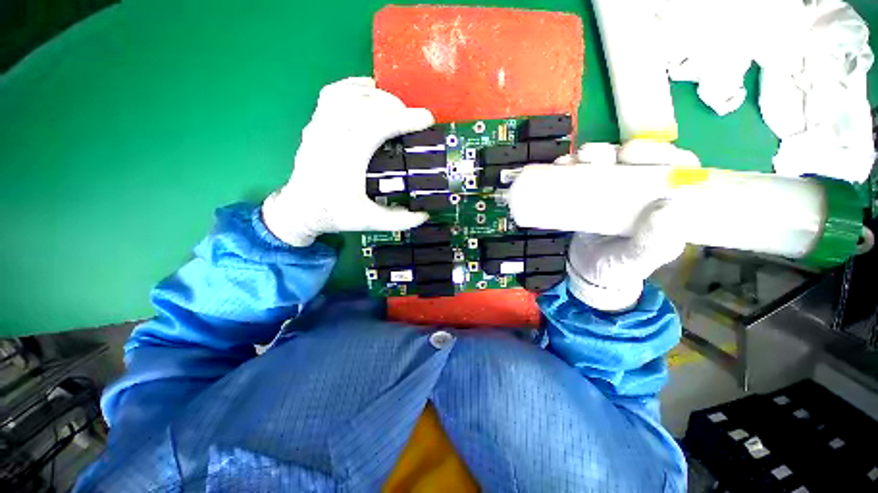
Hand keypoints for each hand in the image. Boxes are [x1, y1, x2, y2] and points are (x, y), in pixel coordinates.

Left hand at [262, 77, 433, 245]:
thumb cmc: (333, 214)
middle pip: (364, 104)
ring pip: (349, 94)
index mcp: (345, 158)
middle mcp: (331, 135)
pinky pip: (333, 93)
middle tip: (413, 120)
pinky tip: (368, 91)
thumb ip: (399, 220)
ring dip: (377, 96)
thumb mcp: (368, 222)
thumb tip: (425, 215)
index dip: (404, 120)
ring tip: (394, 107)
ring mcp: (320, 125)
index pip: (376, 126)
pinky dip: (353, 87)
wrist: (300, 209)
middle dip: (395, 106)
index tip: (427, 119)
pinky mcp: (316, 122)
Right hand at [560, 141, 697, 310]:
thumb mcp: (639, 260)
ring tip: (572, 161)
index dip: (657, 151)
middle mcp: (640, 188)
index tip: (632, 154)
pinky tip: (561, 165)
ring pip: (606, 161)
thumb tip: (667, 208)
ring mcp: (612, 189)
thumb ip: (653, 242)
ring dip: (590, 154)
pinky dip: (569, 166)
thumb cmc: (620, 268)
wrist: (588, 272)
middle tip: (593, 156)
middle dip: (615, 149)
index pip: (672, 165)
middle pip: (634, 157)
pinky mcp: (587, 194)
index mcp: (664, 199)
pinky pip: (580, 175)